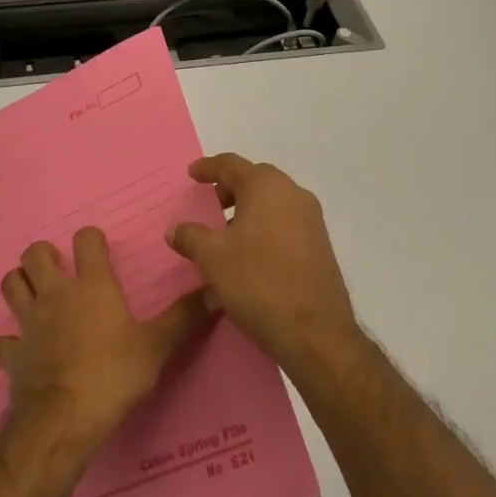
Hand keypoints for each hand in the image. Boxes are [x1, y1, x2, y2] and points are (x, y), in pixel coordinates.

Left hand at [0, 228, 209, 449]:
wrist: (65, 418)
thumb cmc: (114, 374)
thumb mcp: (157, 346)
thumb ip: (184, 318)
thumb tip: (215, 291)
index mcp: (91, 286)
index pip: (86, 241)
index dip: (91, 239)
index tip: (98, 249)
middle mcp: (56, 294)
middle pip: (35, 254)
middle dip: (43, 255)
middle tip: (59, 269)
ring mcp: (29, 323)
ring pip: (10, 285)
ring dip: (20, 284)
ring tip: (34, 293)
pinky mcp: (12, 354)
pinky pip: (1, 342)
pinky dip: (8, 342)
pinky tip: (19, 349)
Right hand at [167, 154, 359, 375]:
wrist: (315, 332)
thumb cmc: (258, 282)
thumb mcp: (212, 258)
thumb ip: (190, 237)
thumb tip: (175, 229)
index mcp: (266, 186)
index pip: (231, 164)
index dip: (208, 168)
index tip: (192, 174)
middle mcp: (293, 194)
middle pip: (255, 180)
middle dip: (229, 189)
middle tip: (207, 204)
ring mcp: (311, 220)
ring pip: (271, 204)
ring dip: (246, 212)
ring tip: (224, 235)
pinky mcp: (320, 245)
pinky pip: (285, 224)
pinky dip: (263, 229)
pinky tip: (247, 256)